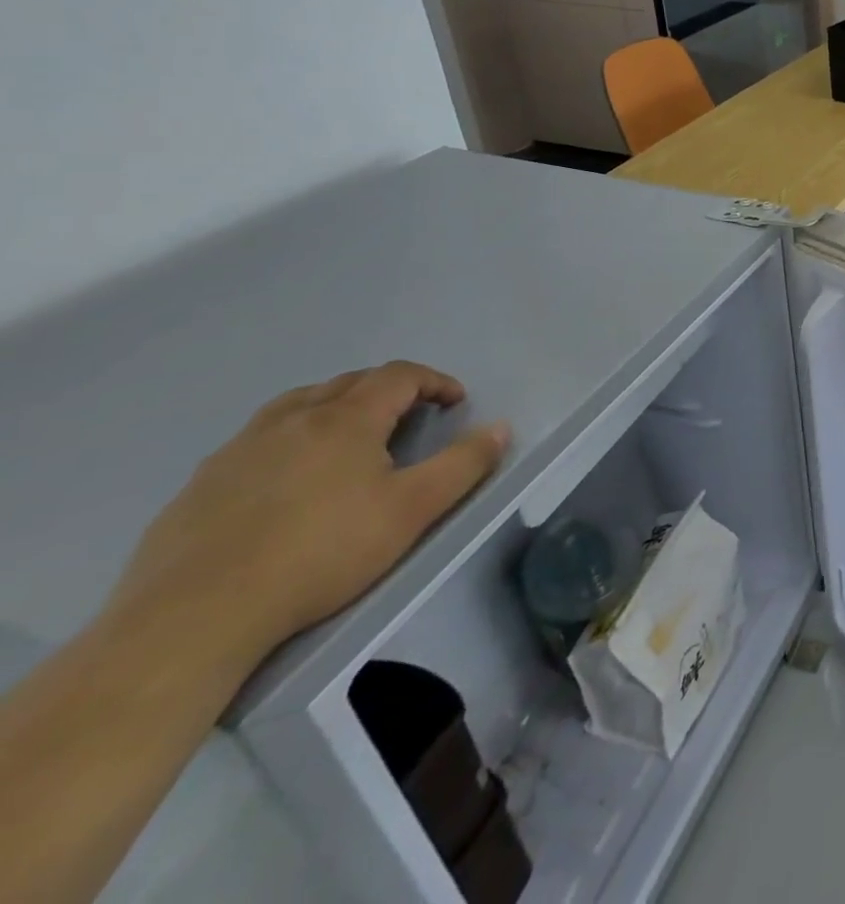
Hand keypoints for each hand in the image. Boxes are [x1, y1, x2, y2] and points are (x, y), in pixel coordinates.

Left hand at [106, 363, 507, 664]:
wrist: (195, 617)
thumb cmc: (322, 553)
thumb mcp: (413, 510)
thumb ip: (464, 464)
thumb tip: (500, 428)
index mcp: (345, 419)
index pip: (399, 376)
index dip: (434, 381)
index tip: (455, 402)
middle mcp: (291, 420)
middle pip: (348, 383)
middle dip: (388, 390)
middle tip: (410, 418)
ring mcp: (238, 450)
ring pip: (296, 405)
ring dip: (334, 406)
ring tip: (349, 437)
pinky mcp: (200, 485)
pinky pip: (256, 440)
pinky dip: (289, 439)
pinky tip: (288, 480)